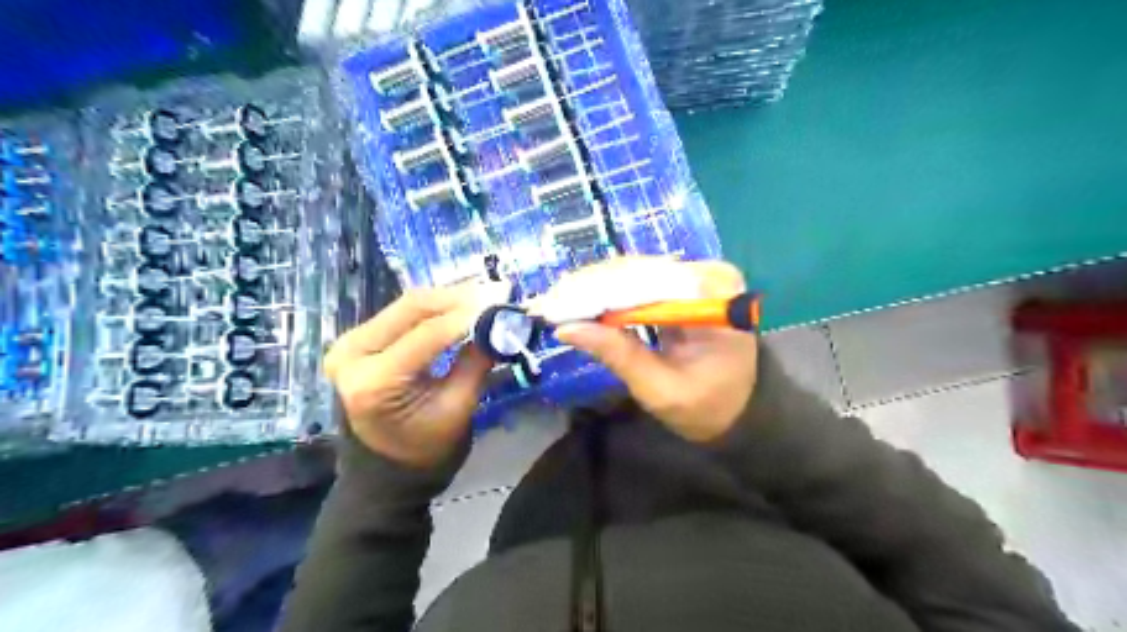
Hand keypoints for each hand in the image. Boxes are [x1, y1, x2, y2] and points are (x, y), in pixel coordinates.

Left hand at [318, 283, 508, 465]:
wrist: (386, 471)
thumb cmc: (425, 450)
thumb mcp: (458, 408)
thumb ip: (477, 362)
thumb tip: (501, 323)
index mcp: (374, 381)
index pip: (428, 334)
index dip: (469, 316)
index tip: (504, 304)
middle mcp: (351, 353)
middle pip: (412, 307)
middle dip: (459, 298)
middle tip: (497, 292)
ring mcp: (350, 344)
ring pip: (408, 305)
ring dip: (449, 299)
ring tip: (485, 296)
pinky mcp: (358, 341)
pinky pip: (402, 315)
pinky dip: (435, 309)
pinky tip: (462, 306)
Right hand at [549, 259, 755, 441]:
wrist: (739, 410)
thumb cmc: (707, 407)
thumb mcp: (660, 389)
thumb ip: (618, 355)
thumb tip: (566, 329)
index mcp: (715, 297)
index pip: (647, 282)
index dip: (597, 292)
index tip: (556, 305)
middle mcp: (710, 274)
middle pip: (638, 271)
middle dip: (590, 288)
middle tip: (546, 303)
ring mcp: (699, 275)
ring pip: (635, 272)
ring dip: (594, 288)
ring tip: (556, 302)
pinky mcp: (686, 283)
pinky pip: (641, 281)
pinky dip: (609, 292)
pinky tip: (581, 301)